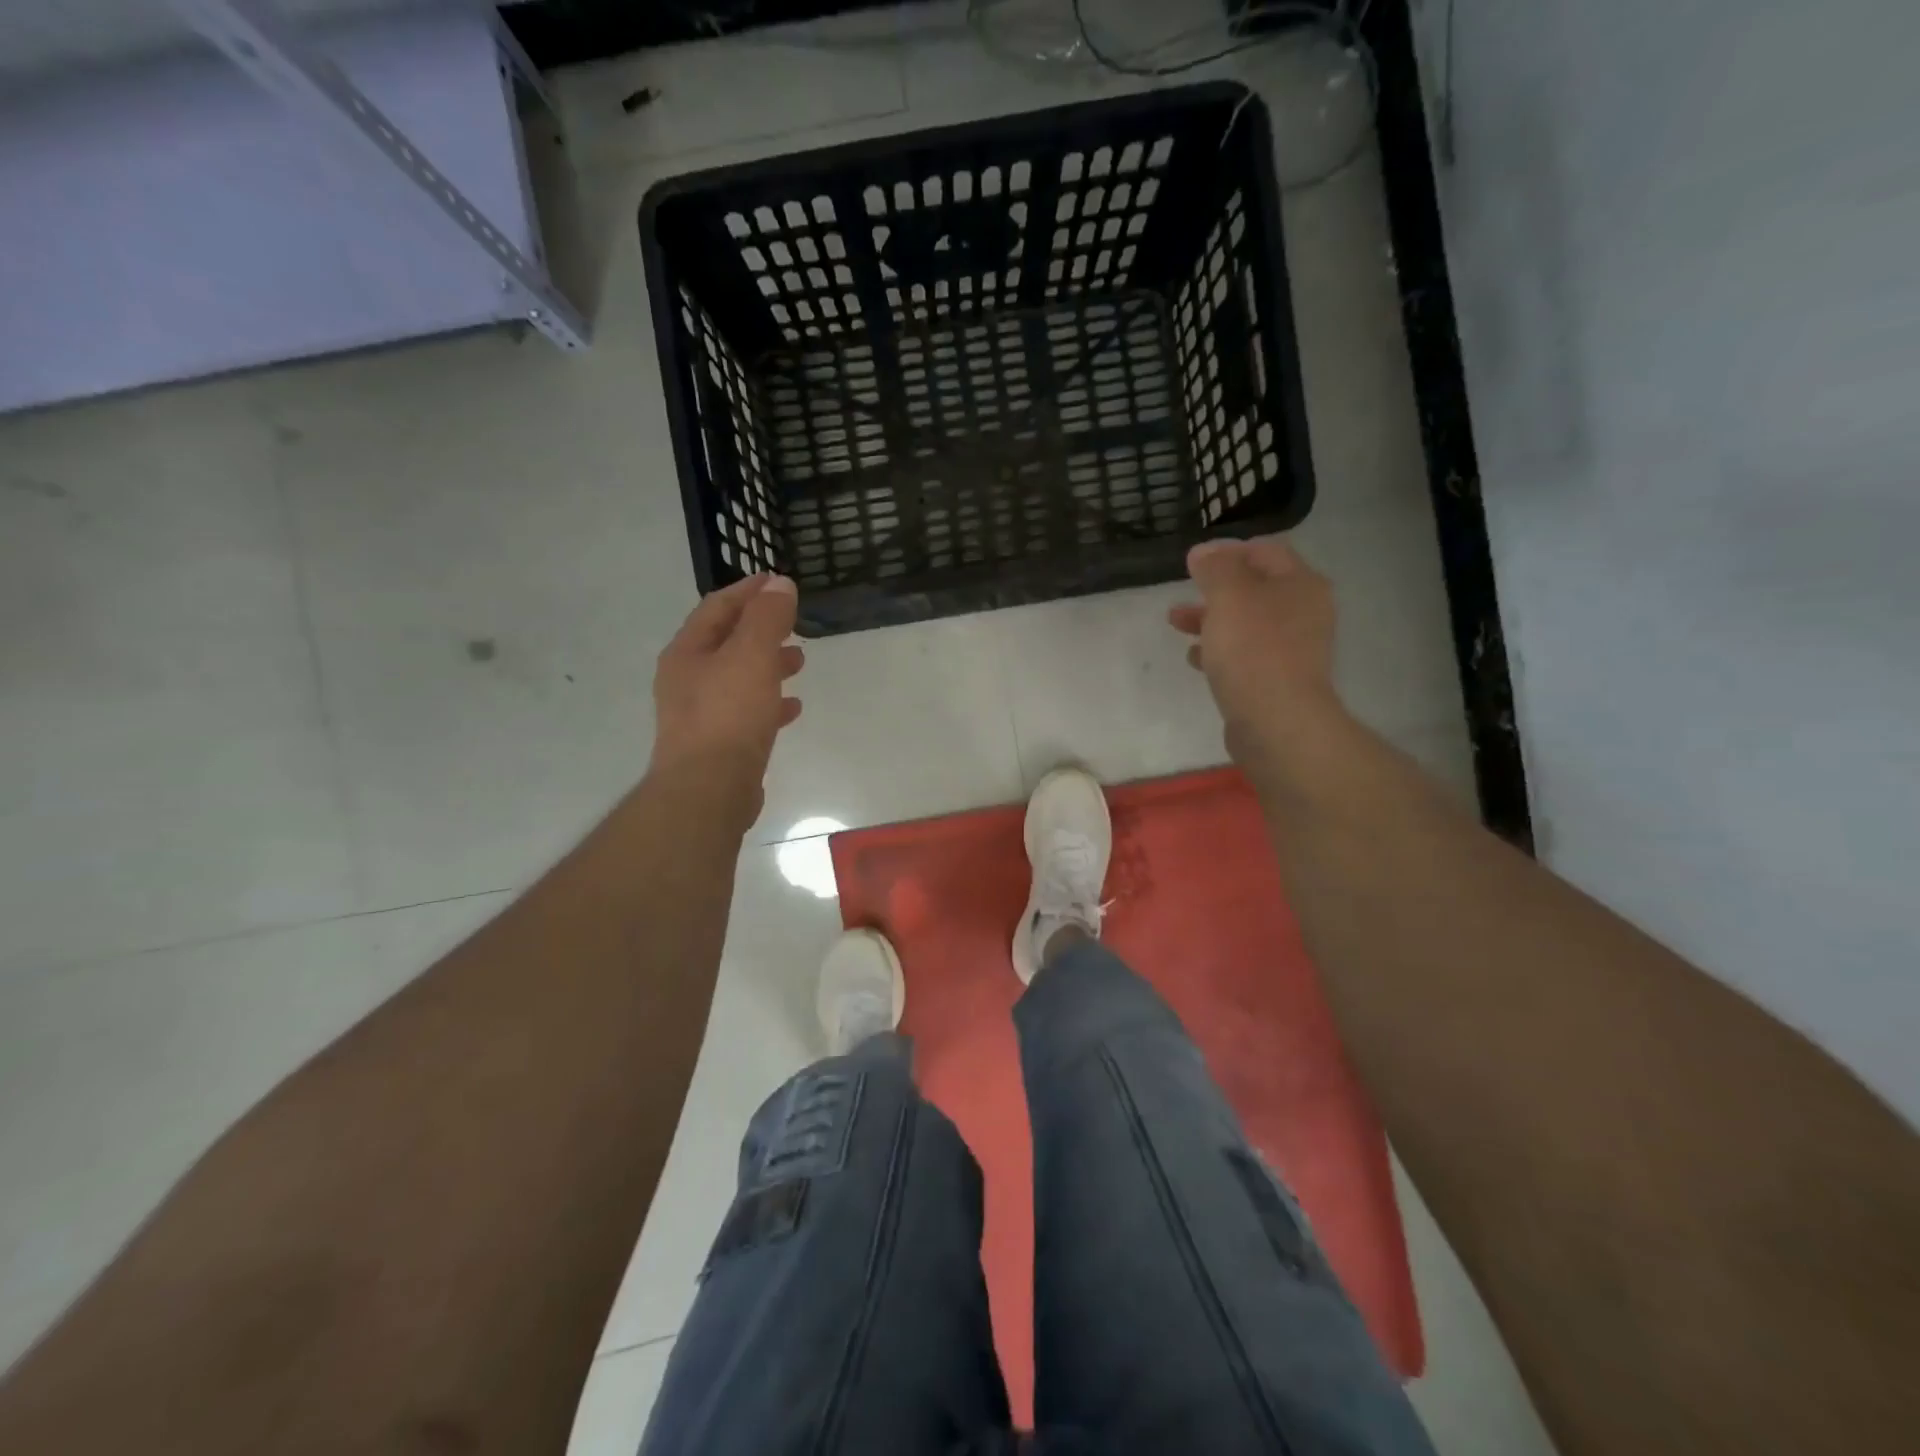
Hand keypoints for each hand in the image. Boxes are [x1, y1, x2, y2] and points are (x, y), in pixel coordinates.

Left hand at [649, 574, 803, 805]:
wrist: (709, 789)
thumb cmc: (728, 715)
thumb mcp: (751, 655)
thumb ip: (767, 617)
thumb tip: (780, 584)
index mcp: (687, 652)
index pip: (717, 607)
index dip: (748, 591)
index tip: (777, 581)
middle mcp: (687, 679)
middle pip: (726, 642)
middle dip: (761, 629)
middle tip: (793, 623)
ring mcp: (700, 714)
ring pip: (738, 677)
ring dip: (768, 665)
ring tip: (799, 661)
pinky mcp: (717, 744)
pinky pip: (746, 712)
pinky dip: (769, 702)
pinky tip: (792, 707)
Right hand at [1169, 536, 1341, 763]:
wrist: (1276, 722)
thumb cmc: (1253, 650)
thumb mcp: (1229, 596)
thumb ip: (1215, 568)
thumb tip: (1204, 552)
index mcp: (1300, 584)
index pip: (1265, 551)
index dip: (1228, 551)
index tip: (1194, 562)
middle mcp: (1304, 612)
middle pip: (1255, 589)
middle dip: (1214, 589)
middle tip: (1182, 593)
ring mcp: (1292, 649)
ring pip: (1246, 624)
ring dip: (1211, 620)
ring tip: (1176, 624)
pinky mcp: (1277, 681)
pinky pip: (1245, 656)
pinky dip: (1219, 651)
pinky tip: (1195, 659)